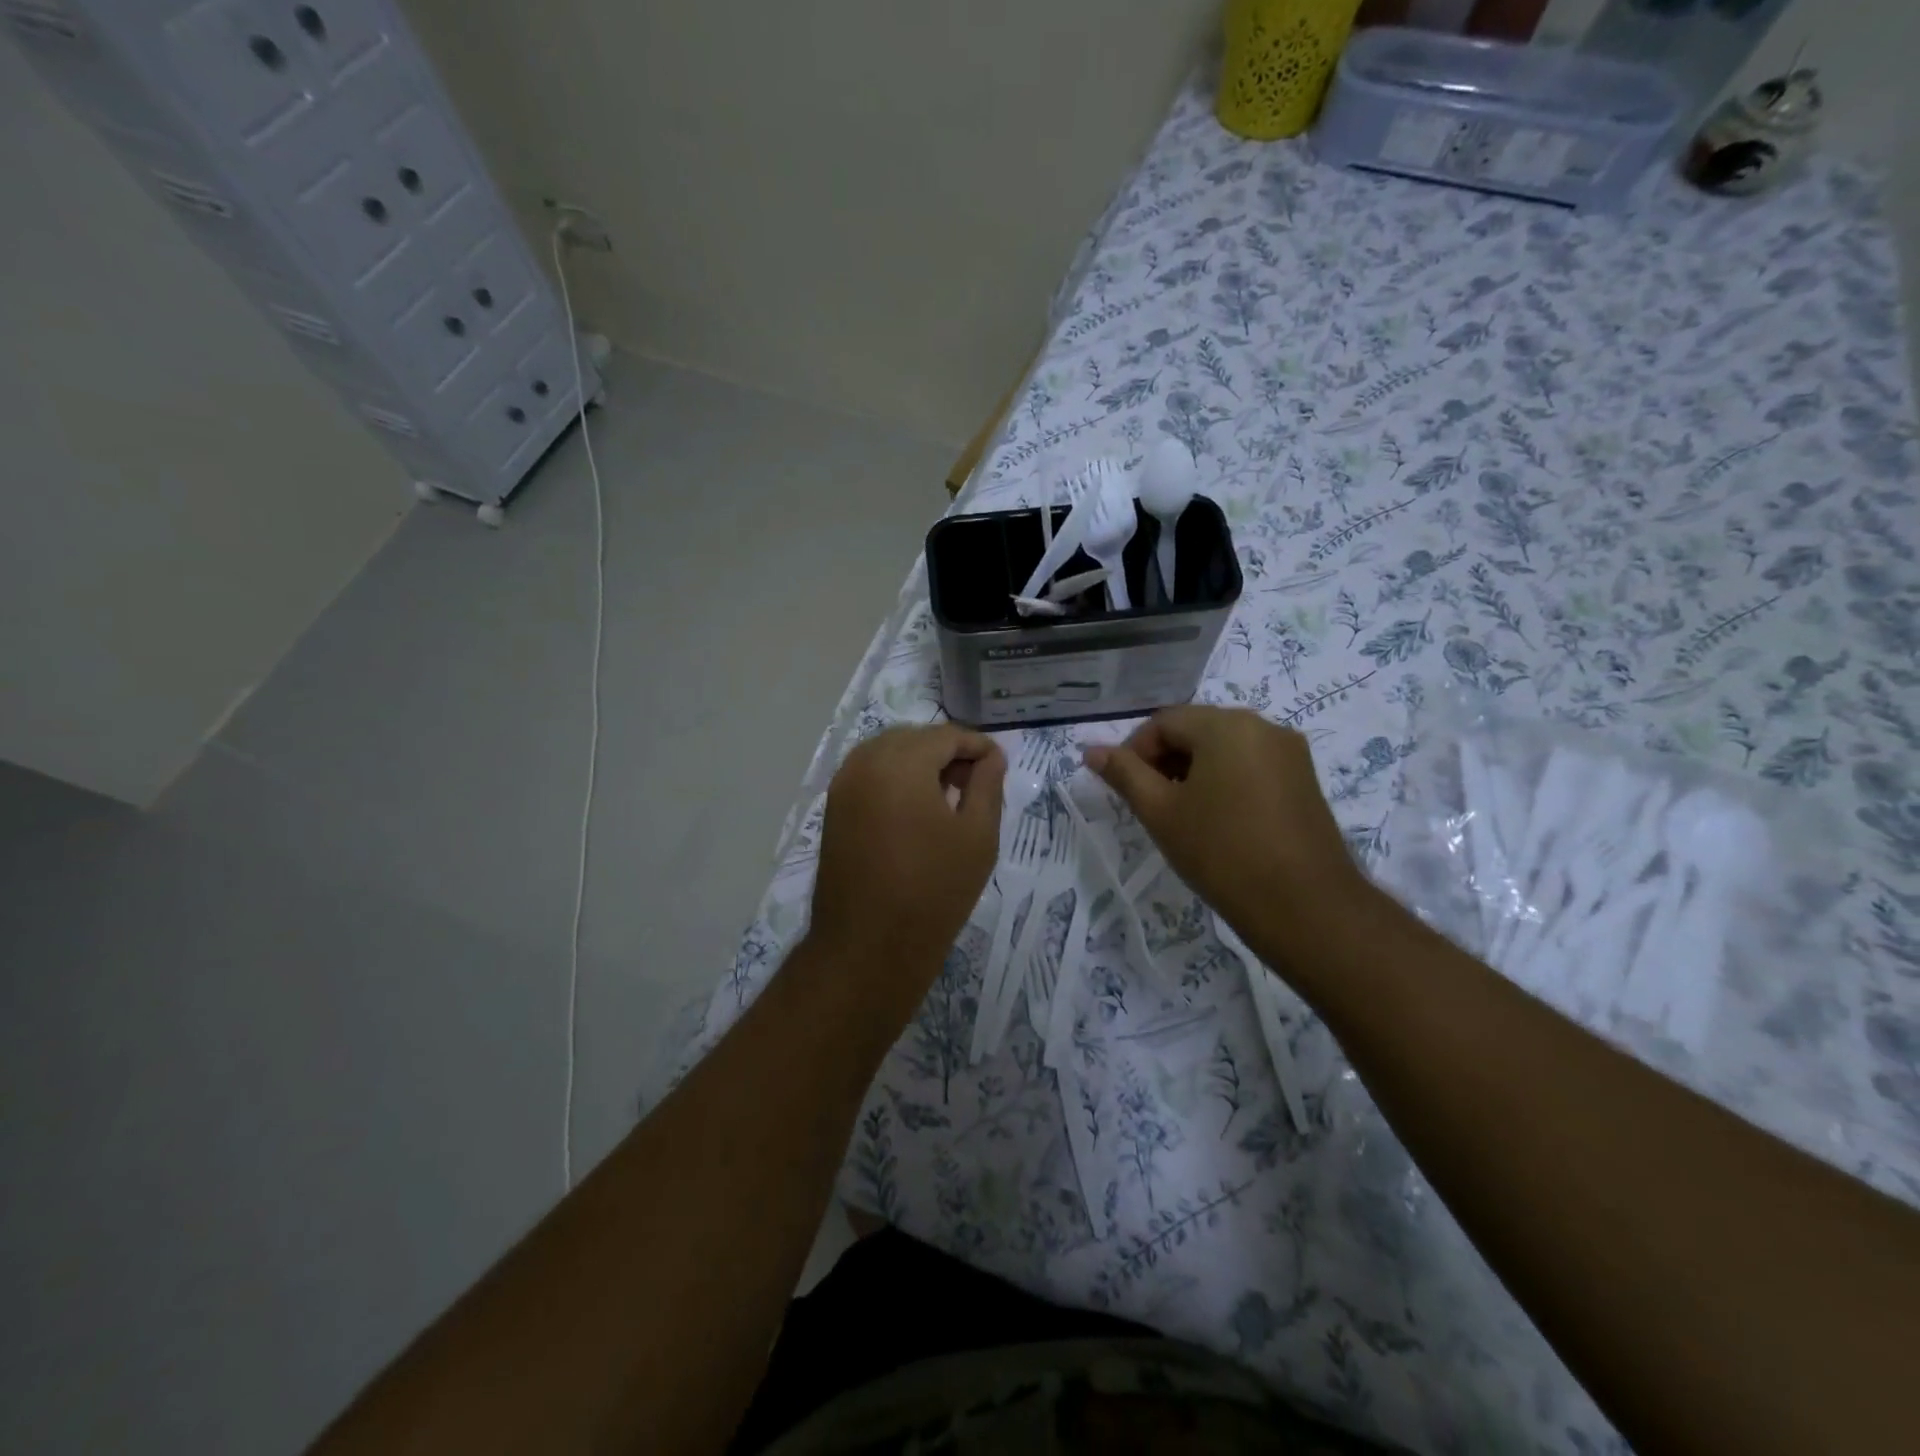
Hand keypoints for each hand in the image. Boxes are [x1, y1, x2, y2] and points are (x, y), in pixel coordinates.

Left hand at [808, 724, 1005, 986]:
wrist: (869, 946)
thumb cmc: (933, 890)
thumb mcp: (977, 836)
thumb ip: (987, 785)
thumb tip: (991, 757)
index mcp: (901, 762)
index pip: (946, 735)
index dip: (978, 746)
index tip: (999, 766)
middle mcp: (864, 762)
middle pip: (914, 738)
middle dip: (947, 752)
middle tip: (975, 783)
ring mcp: (843, 784)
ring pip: (888, 752)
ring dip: (919, 763)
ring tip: (947, 796)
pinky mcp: (833, 807)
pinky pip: (869, 773)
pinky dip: (895, 777)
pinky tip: (916, 808)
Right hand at [1084, 706, 1370, 956]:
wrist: (1305, 907)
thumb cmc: (1221, 852)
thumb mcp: (1161, 812)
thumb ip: (1124, 774)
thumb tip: (1092, 751)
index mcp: (1225, 725)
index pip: (1163, 722)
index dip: (1134, 752)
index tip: (1126, 790)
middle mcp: (1262, 726)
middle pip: (1196, 730)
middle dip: (1164, 761)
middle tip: (1150, 804)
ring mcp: (1289, 752)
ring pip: (1224, 748)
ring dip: (1193, 771)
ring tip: (1181, 815)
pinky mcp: (1304, 779)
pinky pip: (1251, 765)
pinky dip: (1224, 781)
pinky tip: (1217, 820)